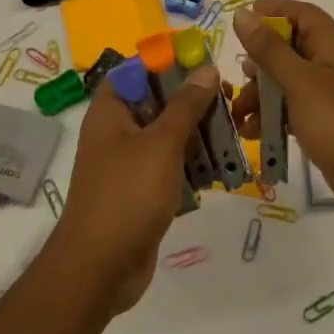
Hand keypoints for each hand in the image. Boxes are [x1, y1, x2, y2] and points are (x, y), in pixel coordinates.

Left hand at [44, 64, 219, 314]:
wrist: (100, 270)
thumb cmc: (127, 195)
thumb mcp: (161, 143)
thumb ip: (185, 105)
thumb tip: (207, 69)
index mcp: (110, 112)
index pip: (136, 70)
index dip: (167, 62)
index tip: (204, 63)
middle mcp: (116, 132)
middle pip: (157, 102)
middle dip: (192, 100)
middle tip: (229, 99)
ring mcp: (128, 163)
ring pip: (167, 135)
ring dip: (198, 132)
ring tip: (233, 129)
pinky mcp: (142, 191)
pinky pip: (170, 165)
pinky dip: (192, 162)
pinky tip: (222, 165)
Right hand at [232, 1, 333, 229]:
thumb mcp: (300, 82)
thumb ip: (269, 50)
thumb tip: (242, 14)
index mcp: (333, 44)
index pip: (301, 14)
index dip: (272, 11)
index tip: (240, 20)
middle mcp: (333, 63)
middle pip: (290, 48)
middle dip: (260, 61)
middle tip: (239, 77)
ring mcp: (330, 94)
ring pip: (288, 81)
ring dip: (262, 93)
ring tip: (239, 114)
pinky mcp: (326, 121)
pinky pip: (293, 108)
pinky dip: (273, 116)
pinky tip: (253, 132)